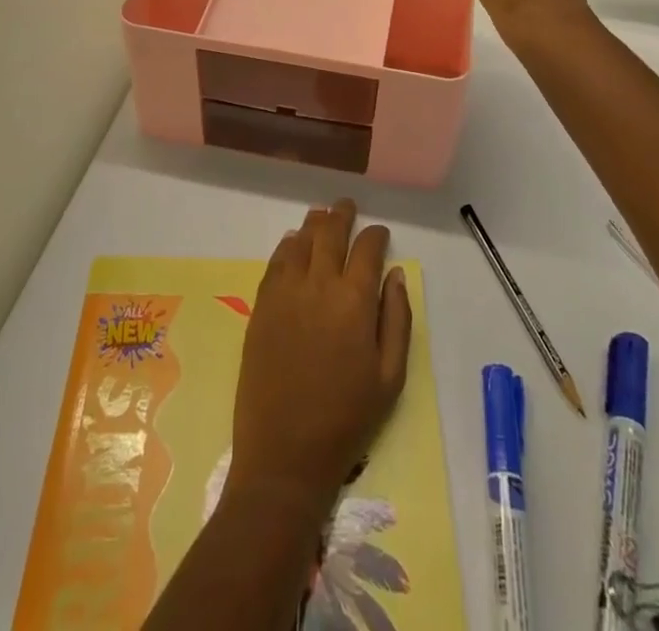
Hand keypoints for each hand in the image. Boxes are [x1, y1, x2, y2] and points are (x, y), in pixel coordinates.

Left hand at [227, 200, 412, 511]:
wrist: (285, 453)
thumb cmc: (347, 419)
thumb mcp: (390, 377)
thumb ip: (397, 319)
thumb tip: (395, 274)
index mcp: (355, 301)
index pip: (367, 249)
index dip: (375, 235)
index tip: (380, 232)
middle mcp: (319, 284)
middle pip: (330, 233)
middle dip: (341, 215)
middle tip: (346, 205)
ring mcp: (285, 292)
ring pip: (301, 241)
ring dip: (314, 224)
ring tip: (321, 215)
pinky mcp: (262, 306)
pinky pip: (275, 262)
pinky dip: (287, 246)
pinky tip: (292, 242)